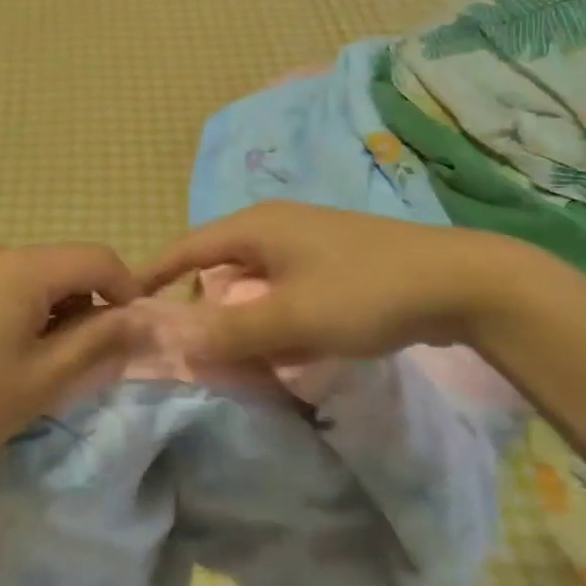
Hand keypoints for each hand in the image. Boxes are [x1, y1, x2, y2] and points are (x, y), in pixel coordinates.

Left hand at [0, 242, 141, 476]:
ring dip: (57, 316)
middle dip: (89, 309)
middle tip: (85, 365)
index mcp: (24, 267)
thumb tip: (138, 320)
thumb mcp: (40, 380)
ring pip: (38, 280)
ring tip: (43, 370)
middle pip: (67, 267)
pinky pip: (8, 288)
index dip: (127, 294)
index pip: (99, 260)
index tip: (130, 339)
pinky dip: (26, 316)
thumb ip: (97, 344)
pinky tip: (6, 359)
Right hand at [138, 201, 532, 363]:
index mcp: (255, 227)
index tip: (127, 305)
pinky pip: (282, 289)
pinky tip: (283, 349)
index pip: (187, 248)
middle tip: (190, 349)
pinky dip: (271, 316)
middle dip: (201, 306)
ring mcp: (305, 243)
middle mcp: (274, 227)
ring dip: (239, 317)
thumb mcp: (292, 317)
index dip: (155, 275)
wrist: (459, 281)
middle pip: (218, 266)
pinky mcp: (331, 262)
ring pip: (252, 281)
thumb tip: (170, 339)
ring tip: (234, 357)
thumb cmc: (365, 291)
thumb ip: (230, 330)